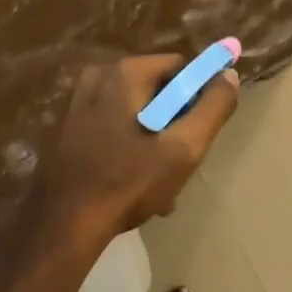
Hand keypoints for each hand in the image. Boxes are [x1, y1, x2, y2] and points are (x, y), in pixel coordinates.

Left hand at [34, 54, 239, 248]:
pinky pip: (111, 125)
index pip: (180, 68)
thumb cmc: (127, 183)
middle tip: (179, 164)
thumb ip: (213, 108)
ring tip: (158, 183)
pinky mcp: (67, 126)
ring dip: (152, 141)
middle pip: (156, 90)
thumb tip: (229, 76)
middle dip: (173, 124)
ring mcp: (77, 101)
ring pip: (134, 111)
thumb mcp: (183, 149)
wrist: (62, 224)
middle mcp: (97, 76)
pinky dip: (127, 147)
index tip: (198, 134)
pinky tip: (131, 182)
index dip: (197, 98)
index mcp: (125, 73)